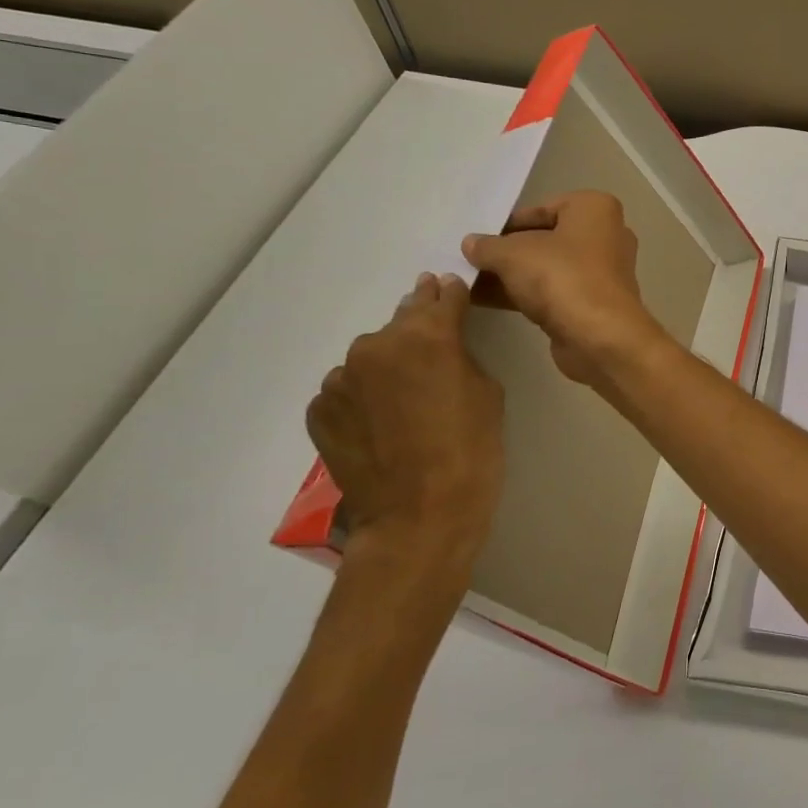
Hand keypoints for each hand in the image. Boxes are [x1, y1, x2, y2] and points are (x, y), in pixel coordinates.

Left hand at [305, 273, 504, 618]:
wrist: (419, 517)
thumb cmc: (471, 450)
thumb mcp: (487, 390)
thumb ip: (461, 352)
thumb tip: (443, 338)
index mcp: (426, 335)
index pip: (442, 296)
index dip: (451, 293)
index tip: (452, 290)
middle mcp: (376, 345)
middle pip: (402, 321)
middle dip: (419, 326)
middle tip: (433, 343)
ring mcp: (340, 379)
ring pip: (370, 357)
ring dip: (387, 364)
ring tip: (405, 398)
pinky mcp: (319, 410)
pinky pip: (348, 390)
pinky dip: (363, 396)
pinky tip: (380, 423)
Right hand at [462, 191, 666, 387]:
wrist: (599, 337)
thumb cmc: (561, 277)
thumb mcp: (513, 254)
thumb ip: (488, 246)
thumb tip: (471, 243)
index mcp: (595, 209)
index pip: (543, 208)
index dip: (508, 223)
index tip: (479, 237)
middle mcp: (606, 235)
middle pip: (545, 239)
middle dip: (507, 251)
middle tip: (469, 258)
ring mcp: (601, 272)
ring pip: (548, 267)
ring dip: (510, 275)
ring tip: (466, 280)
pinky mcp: (593, 303)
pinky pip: (552, 291)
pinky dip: (523, 294)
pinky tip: (483, 300)